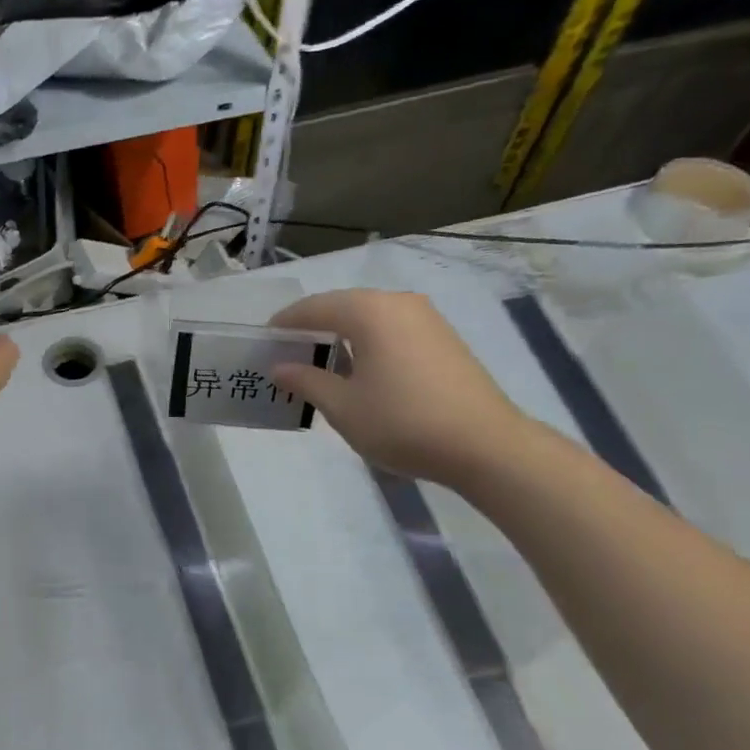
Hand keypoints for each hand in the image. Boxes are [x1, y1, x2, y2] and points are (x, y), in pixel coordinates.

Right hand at [271, 289, 529, 486]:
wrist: (485, 446)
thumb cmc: (402, 422)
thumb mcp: (343, 407)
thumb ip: (306, 381)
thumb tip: (279, 367)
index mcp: (370, 312)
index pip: (315, 307)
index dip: (286, 323)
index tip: (265, 340)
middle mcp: (399, 304)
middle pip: (343, 307)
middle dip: (313, 327)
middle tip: (288, 353)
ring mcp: (427, 319)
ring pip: (370, 318)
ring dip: (342, 336)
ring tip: (320, 365)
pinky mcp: (444, 339)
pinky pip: (392, 331)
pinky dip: (368, 343)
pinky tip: (360, 372)